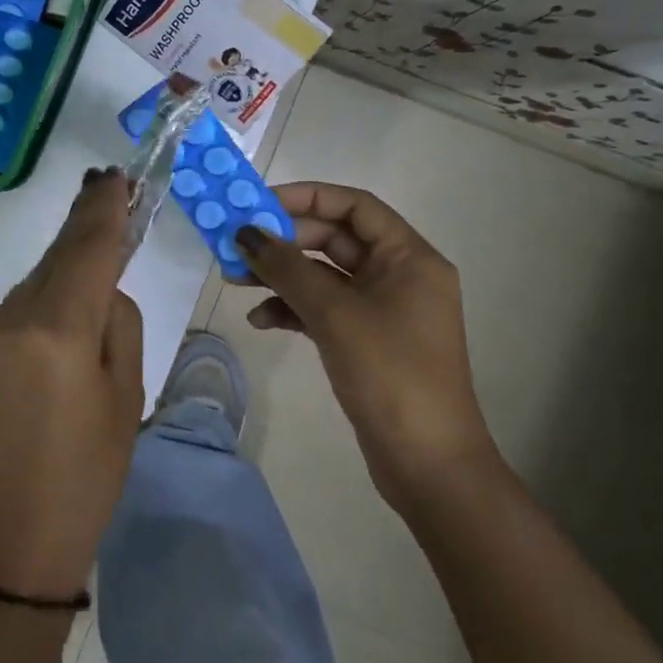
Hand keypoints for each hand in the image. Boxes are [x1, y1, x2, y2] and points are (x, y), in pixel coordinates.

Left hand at [0, 168, 142, 599]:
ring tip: (90, 291)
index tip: (115, 176)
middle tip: (108, 197)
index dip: (103, 208)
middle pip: (55, 260)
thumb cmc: (82, 482)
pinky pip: (12, 316)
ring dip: (62, 279)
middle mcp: (8, 319)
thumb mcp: (124, 402)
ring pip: (33, 288)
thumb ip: (117, 327)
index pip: (87, 248)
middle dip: (84, 232)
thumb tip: (103, 290)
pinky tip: (53, 337)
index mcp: (56, 329)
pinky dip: (39, 311)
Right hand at [236, 183, 493, 499]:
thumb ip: (286, 268)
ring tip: (235, 281)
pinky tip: (260, 320)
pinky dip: (291, 309)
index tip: (258, 204)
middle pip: (334, 240)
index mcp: (409, 258)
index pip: (355, 207)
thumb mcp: (334, 314)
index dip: (306, 198)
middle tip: (236, 246)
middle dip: (284, 242)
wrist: (428, 464)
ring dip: (281, 276)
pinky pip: (323, 309)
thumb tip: (244, 233)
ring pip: (323, 276)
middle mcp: (399, 276)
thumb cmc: (390, 374)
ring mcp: (382, 310)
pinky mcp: (365, 341)